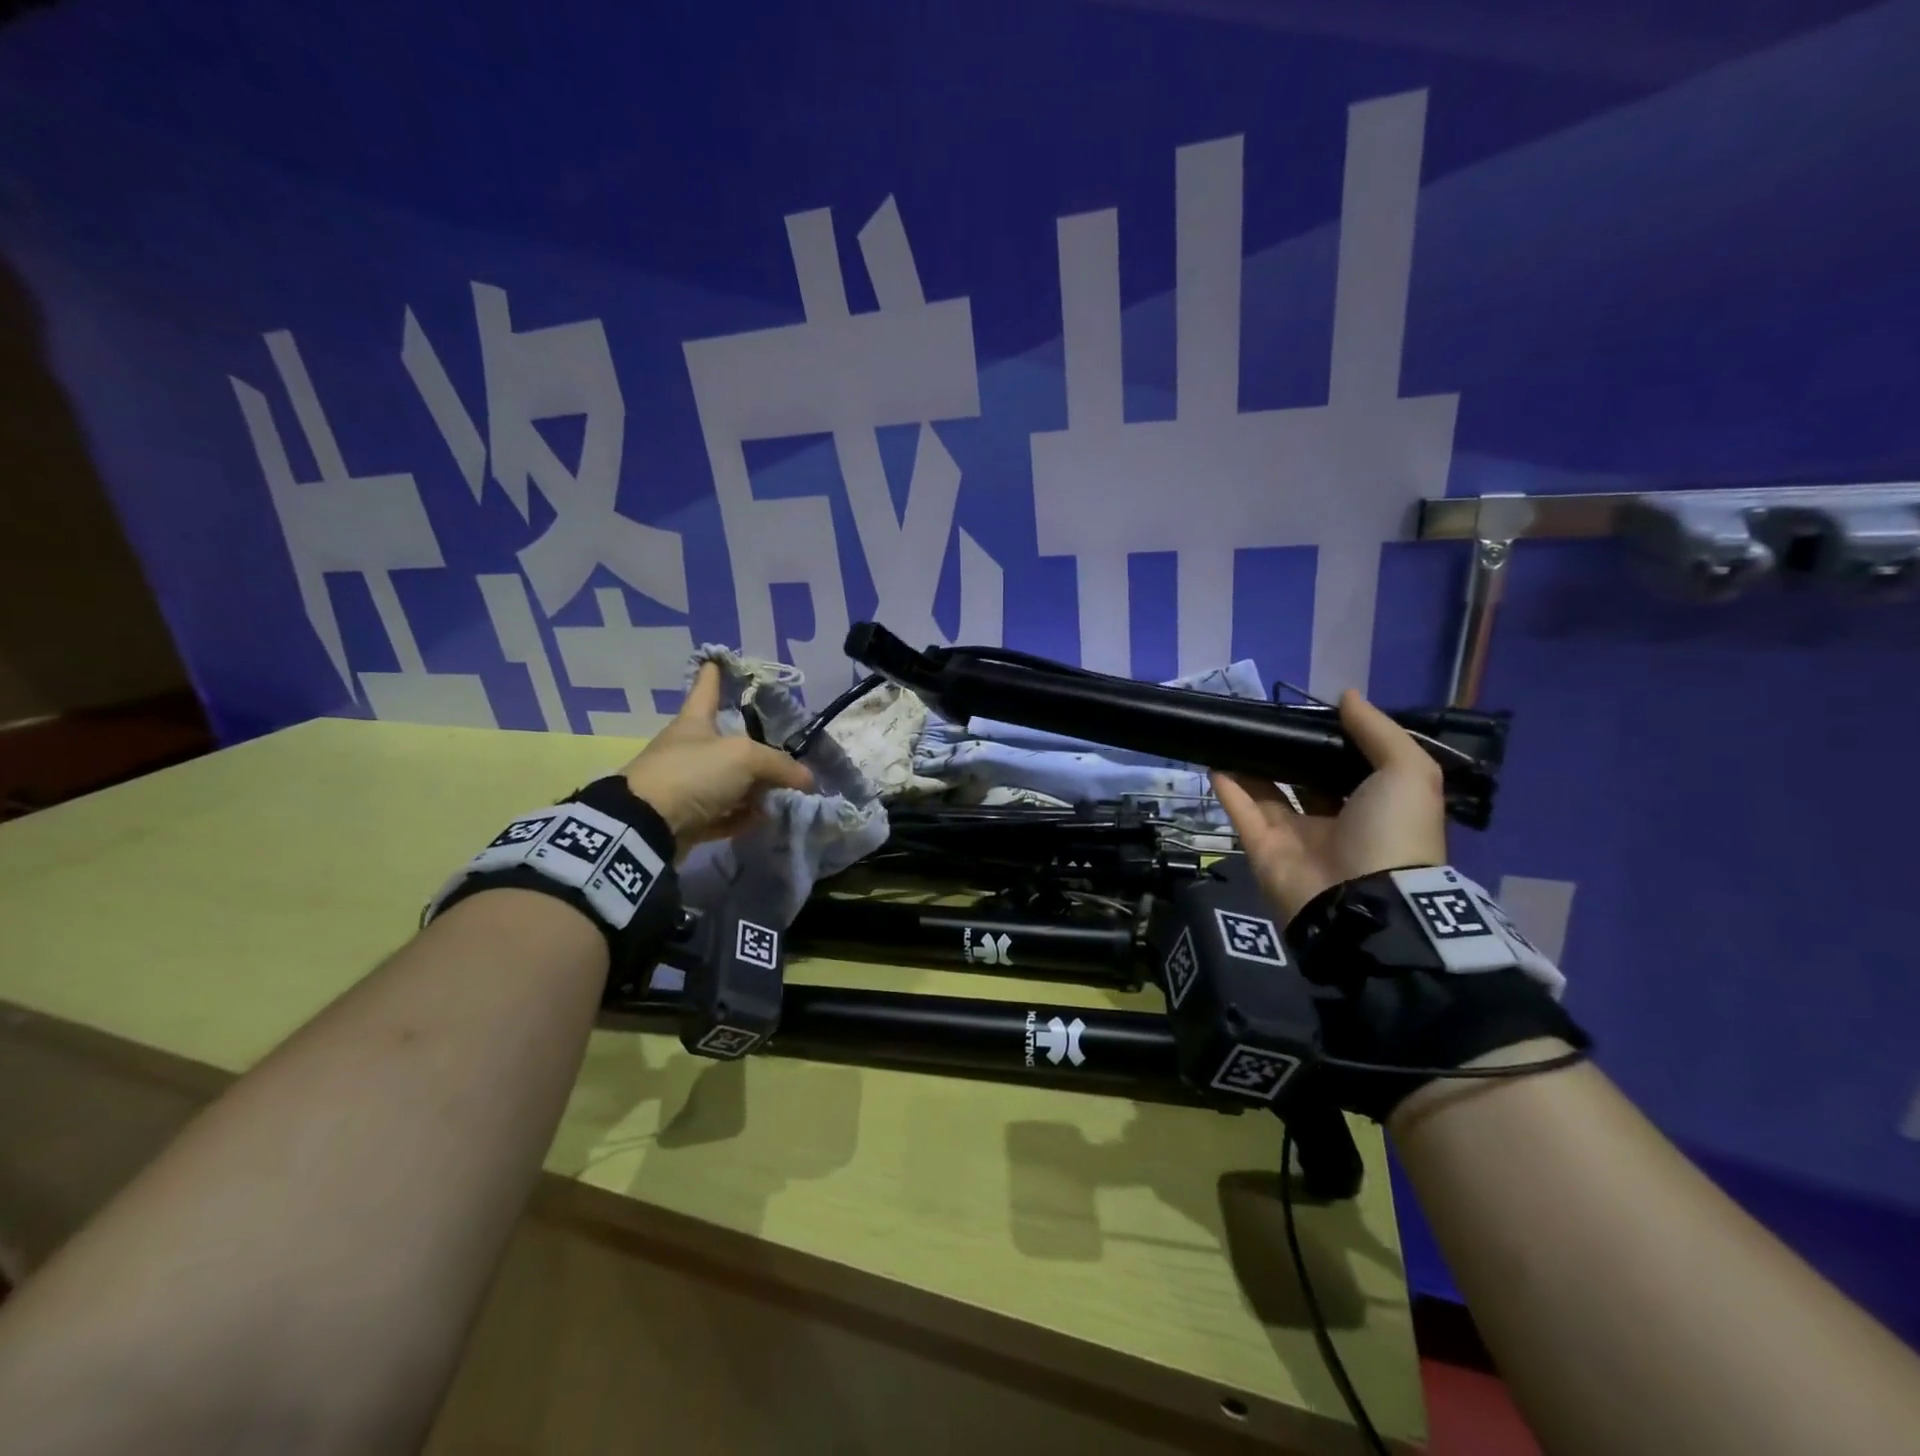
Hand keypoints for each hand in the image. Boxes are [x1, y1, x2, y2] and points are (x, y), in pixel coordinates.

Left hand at [618, 663, 814, 854]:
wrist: (647, 826)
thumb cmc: (692, 774)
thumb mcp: (744, 758)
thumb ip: (779, 765)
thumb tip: (807, 780)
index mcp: (695, 721)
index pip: (707, 688)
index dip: (714, 673)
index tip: (717, 659)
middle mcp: (690, 749)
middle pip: (728, 741)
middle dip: (757, 747)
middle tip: (787, 752)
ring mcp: (687, 783)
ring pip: (729, 780)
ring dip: (755, 788)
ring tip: (785, 793)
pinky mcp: (687, 816)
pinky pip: (723, 812)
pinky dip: (742, 815)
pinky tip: (762, 818)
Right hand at [1211, 689, 1446, 921]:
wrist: (1362, 899)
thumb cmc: (1392, 831)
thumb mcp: (1409, 773)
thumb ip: (1379, 732)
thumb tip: (1345, 696)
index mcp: (1374, 807)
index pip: (1349, 768)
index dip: (1333, 741)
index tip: (1311, 714)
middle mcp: (1335, 821)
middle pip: (1305, 780)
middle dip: (1288, 752)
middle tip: (1267, 720)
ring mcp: (1295, 837)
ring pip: (1268, 794)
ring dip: (1252, 766)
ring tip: (1234, 734)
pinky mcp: (1263, 849)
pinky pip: (1242, 813)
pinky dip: (1228, 789)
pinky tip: (1214, 761)